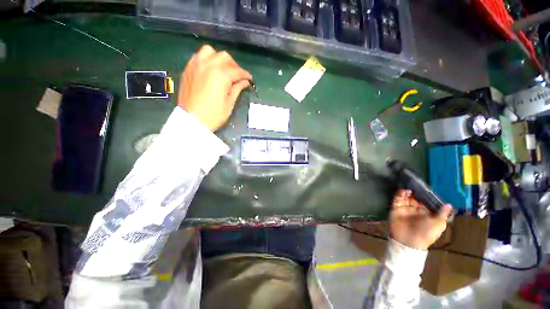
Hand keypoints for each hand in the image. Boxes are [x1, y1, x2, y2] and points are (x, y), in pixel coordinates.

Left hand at [178, 45, 251, 130]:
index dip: (245, 75)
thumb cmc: (214, 115)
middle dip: (234, 66)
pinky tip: (210, 69)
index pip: (237, 71)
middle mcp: (208, 65)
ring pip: (210, 51)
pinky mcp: (188, 69)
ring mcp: (196, 65)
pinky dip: (207, 59)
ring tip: (223, 69)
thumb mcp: (229, 103)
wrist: (191, 121)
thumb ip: (237, 89)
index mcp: (220, 75)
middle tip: (237, 76)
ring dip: (219, 58)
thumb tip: (245, 81)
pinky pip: (198, 56)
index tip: (249, 79)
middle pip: (225, 57)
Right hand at [389, 189, 452, 249]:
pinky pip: (397, 199)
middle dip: (417, 191)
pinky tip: (404, 191)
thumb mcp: (438, 224)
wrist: (408, 240)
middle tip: (418, 184)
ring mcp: (405, 208)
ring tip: (411, 186)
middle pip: (416, 197)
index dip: (428, 195)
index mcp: (427, 213)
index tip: (428, 187)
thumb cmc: (426, 233)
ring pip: (406, 196)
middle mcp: (416, 209)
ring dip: (408, 191)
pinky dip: (399, 194)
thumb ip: (442, 214)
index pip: (427, 201)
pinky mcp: (396, 207)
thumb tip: (449, 204)